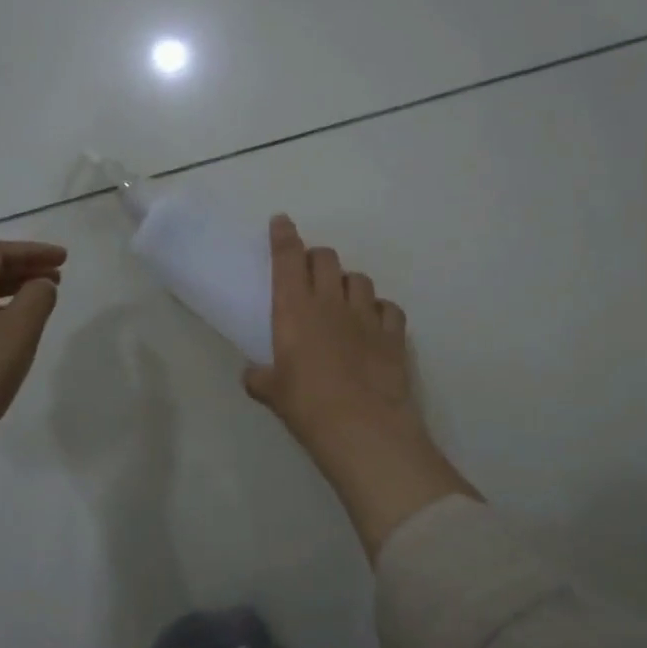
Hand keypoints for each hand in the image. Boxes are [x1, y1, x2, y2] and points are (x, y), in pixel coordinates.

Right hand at [244, 215, 423, 457]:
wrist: (362, 426)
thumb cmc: (307, 406)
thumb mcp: (274, 393)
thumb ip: (261, 379)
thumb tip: (252, 376)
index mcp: (295, 308)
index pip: (288, 258)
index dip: (284, 236)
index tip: (282, 221)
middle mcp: (331, 302)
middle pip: (327, 259)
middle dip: (318, 258)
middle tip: (312, 273)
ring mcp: (366, 316)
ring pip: (360, 279)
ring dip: (349, 283)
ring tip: (344, 299)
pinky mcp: (394, 334)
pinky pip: (389, 308)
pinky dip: (380, 310)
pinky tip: (375, 323)